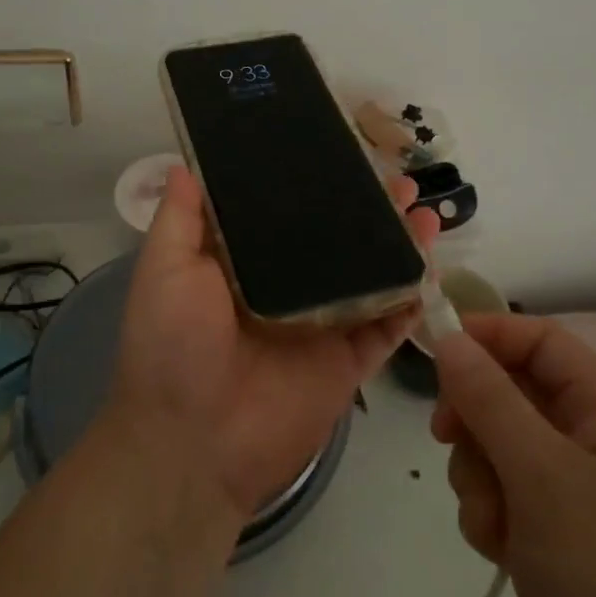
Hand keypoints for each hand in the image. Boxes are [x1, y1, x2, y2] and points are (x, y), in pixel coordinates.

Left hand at [112, 166, 438, 522]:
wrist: (193, 444)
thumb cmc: (172, 346)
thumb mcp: (165, 269)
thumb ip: (181, 217)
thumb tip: (186, 162)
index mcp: (247, 265)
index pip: (289, 214)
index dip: (317, 184)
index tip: (344, 152)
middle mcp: (289, 289)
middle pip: (340, 242)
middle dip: (371, 210)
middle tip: (401, 179)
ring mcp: (323, 326)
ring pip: (372, 278)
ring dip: (401, 246)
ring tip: (425, 214)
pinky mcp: (349, 363)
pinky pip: (388, 327)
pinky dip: (411, 301)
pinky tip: (430, 268)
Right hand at [430, 314, 595, 596]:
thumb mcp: (541, 475)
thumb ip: (490, 399)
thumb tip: (450, 339)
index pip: (541, 340)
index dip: (488, 335)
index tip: (434, 351)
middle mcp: (592, 439)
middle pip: (511, 390)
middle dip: (475, 417)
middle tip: (448, 438)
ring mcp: (573, 488)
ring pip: (497, 443)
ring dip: (478, 474)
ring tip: (492, 519)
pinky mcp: (553, 530)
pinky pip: (502, 491)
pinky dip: (489, 511)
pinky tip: (499, 548)